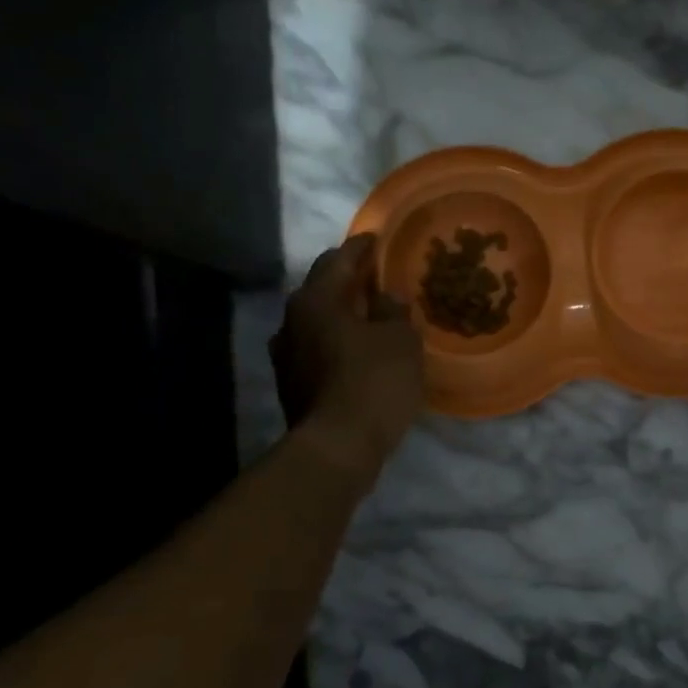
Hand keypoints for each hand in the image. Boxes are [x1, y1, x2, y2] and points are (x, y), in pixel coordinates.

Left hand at [272, 235, 424, 477]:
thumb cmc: (373, 382)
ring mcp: (286, 356)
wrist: (338, 447)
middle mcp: (292, 321)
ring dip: (342, 315)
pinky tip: (358, 352)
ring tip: (370, 316)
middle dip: (349, 282)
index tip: (378, 240)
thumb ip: (393, 310)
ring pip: (317, 322)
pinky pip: (318, 350)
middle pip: (322, 289)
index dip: (361, 248)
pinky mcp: (292, 385)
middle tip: (378, 279)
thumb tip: (386, 297)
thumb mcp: (400, 339)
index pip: (339, 260)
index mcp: (316, 300)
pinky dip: (337, 343)